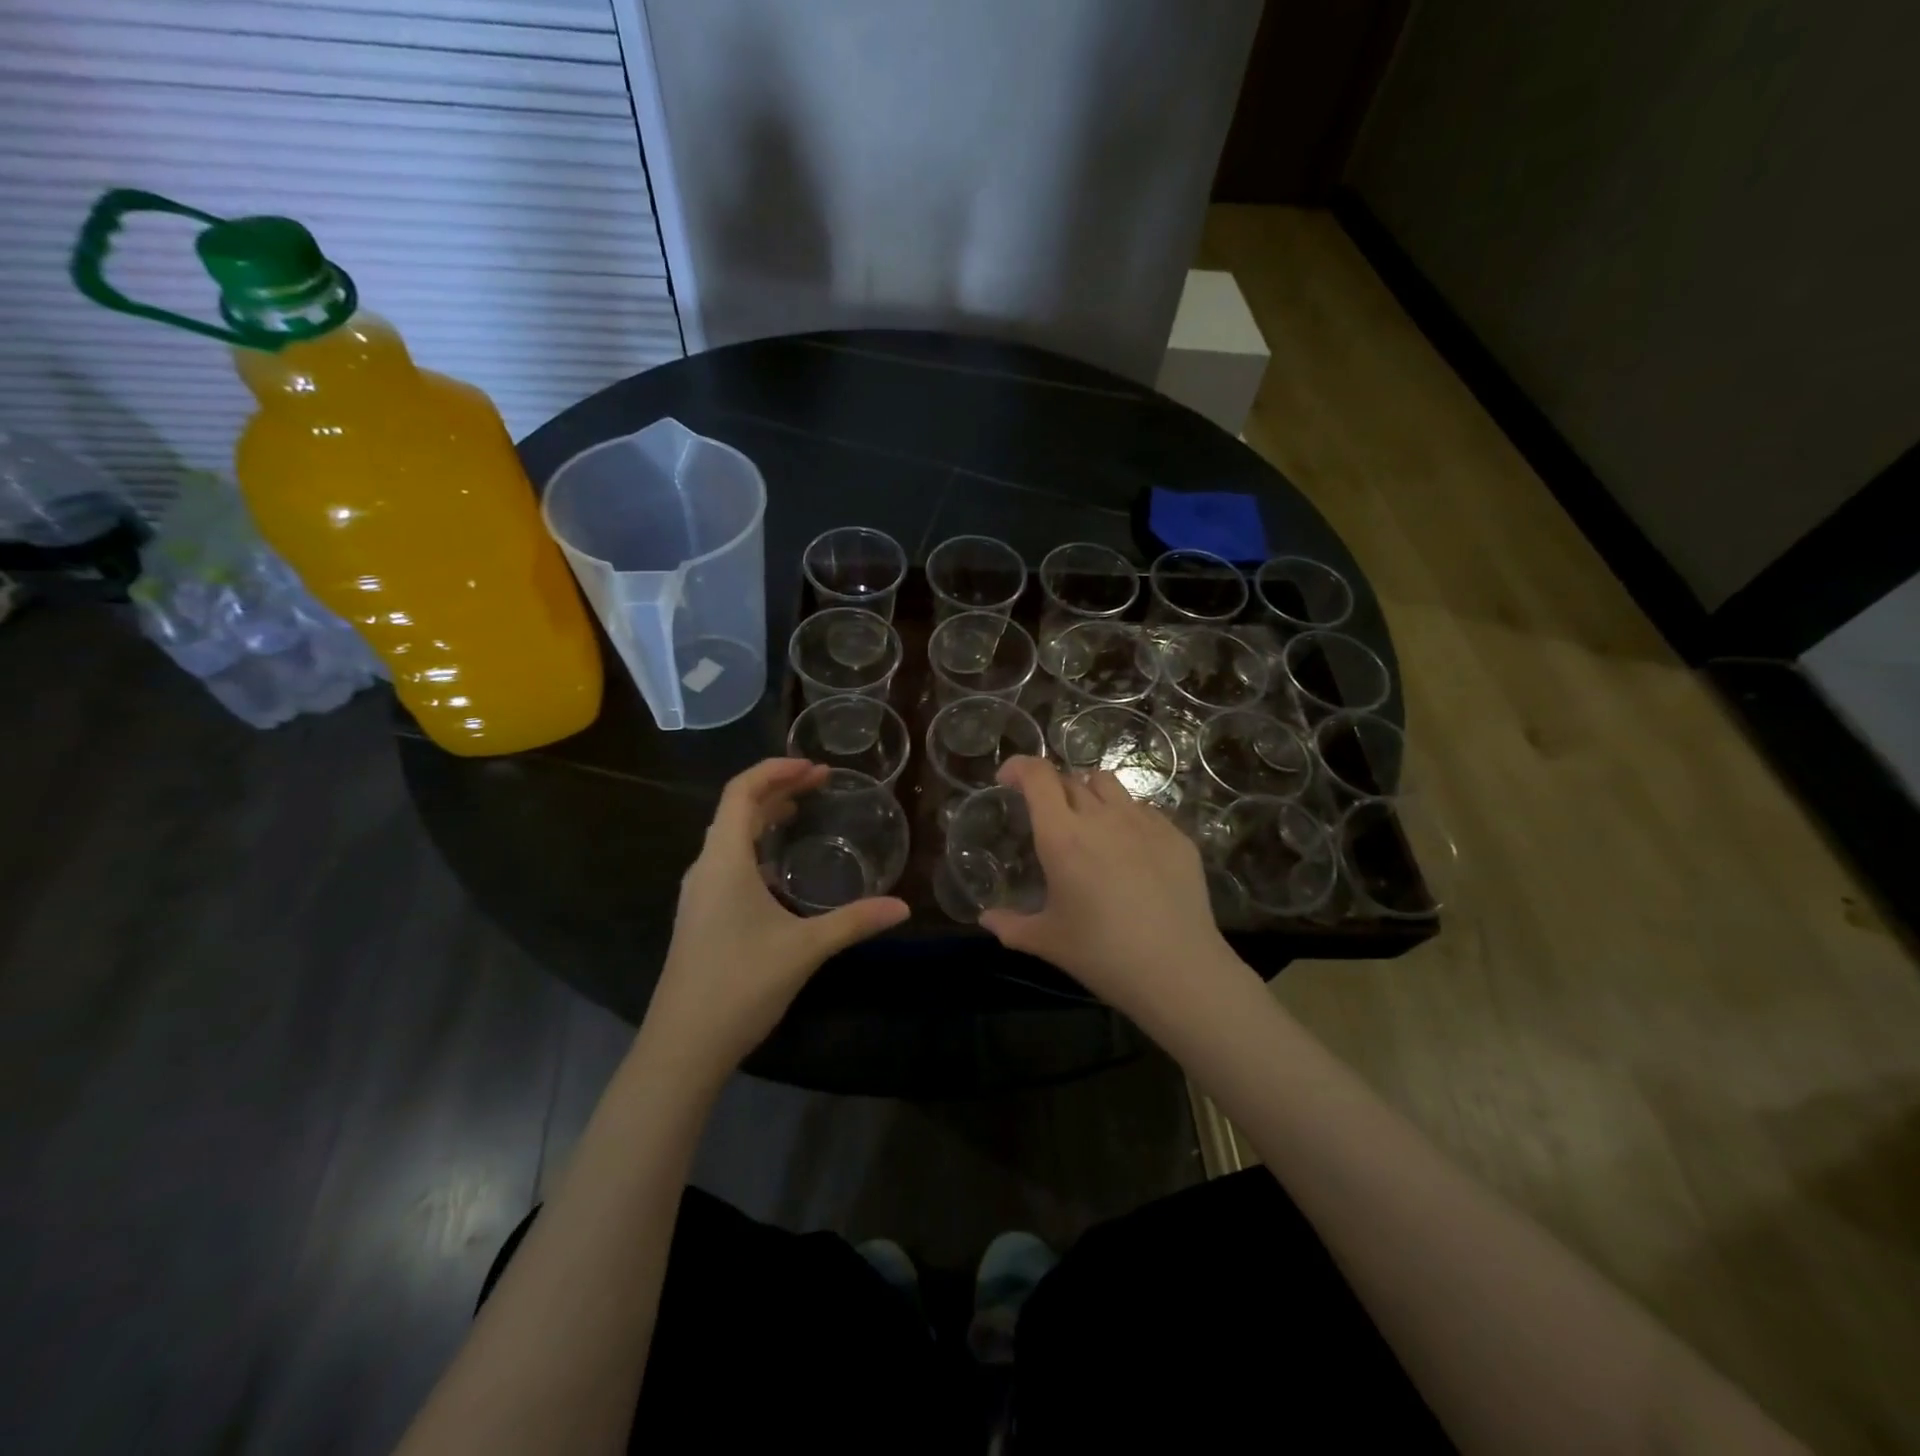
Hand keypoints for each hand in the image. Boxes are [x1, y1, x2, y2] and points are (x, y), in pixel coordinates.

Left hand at [645, 759, 908, 1070]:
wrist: (683, 1046)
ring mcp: (698, 894)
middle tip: (819, 783)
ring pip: (729, 837)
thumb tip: (903, 907)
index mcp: (724, 862)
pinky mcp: (699, 917)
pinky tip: (778, 869)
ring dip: (762, 817)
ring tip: (799, 811)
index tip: (814, 767)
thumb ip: (854, 922)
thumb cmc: (740, 985)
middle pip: (736, 809)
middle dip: (777, 788)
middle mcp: (705, 869)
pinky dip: (754, 847)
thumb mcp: (804, 949)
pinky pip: (726, 862)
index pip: (741, 792)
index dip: (775, 771)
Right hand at [980, 756, 1233, 1020]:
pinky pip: (1142, 809)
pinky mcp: (1176, 835)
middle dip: (1052, 788)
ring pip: (1109, 785)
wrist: (1178, 970)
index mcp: (1063, 836)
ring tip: (1088, 821)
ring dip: (1088, 793)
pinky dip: (1125, 816)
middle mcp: (1102, 817)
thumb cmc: (1102, 955)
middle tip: (1047, 816)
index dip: (1020, 767)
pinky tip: (1128, 849)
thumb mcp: (1047, 942)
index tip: (1008, 779)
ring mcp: (1143, 822)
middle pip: (1071, 778)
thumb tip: (986, 919)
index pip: (1038, 776)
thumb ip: (1011, 925)